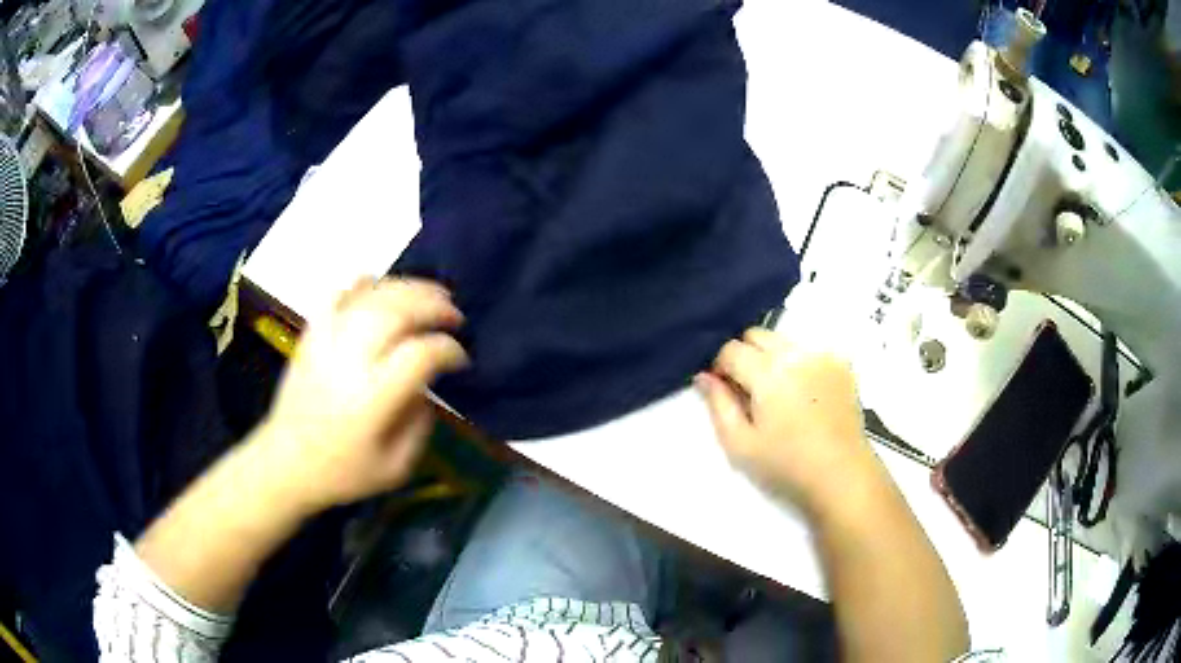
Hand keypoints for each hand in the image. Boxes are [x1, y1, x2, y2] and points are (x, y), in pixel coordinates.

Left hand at [257, 277, 468, 513]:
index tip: (460, 359)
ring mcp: (326, 342)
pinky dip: (363, 284)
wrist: (285, 463)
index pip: (420, 354)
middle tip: (454, 315)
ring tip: (431, 294)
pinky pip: (338, 295)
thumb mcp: (396, 467)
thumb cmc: (342, 473)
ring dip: (407, 288)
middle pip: (398, 312)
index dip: (449, 350)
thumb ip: (420, 424)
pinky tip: (381, 286)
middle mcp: (350, 361)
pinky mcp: (311, 336)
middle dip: (434, 307)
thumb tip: (426, 387)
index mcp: (373, 399)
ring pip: (371, 295)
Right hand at [696, 328, 879, 517]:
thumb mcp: (740, 444)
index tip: (722, 388)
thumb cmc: (786, 465)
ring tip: (777, 394)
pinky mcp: (841, 364)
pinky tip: (803, 394)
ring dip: (771, 357)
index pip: (730, 349)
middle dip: (744, 354)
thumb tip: (704, 375)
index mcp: (768, 372)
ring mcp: (822, 355)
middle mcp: (796, 353)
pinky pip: (809, 351)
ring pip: (783, 340)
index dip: (719, 366)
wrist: (841, 475)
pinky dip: (798, 363)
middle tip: (747, 390)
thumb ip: (718, 404)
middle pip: (756, 334)